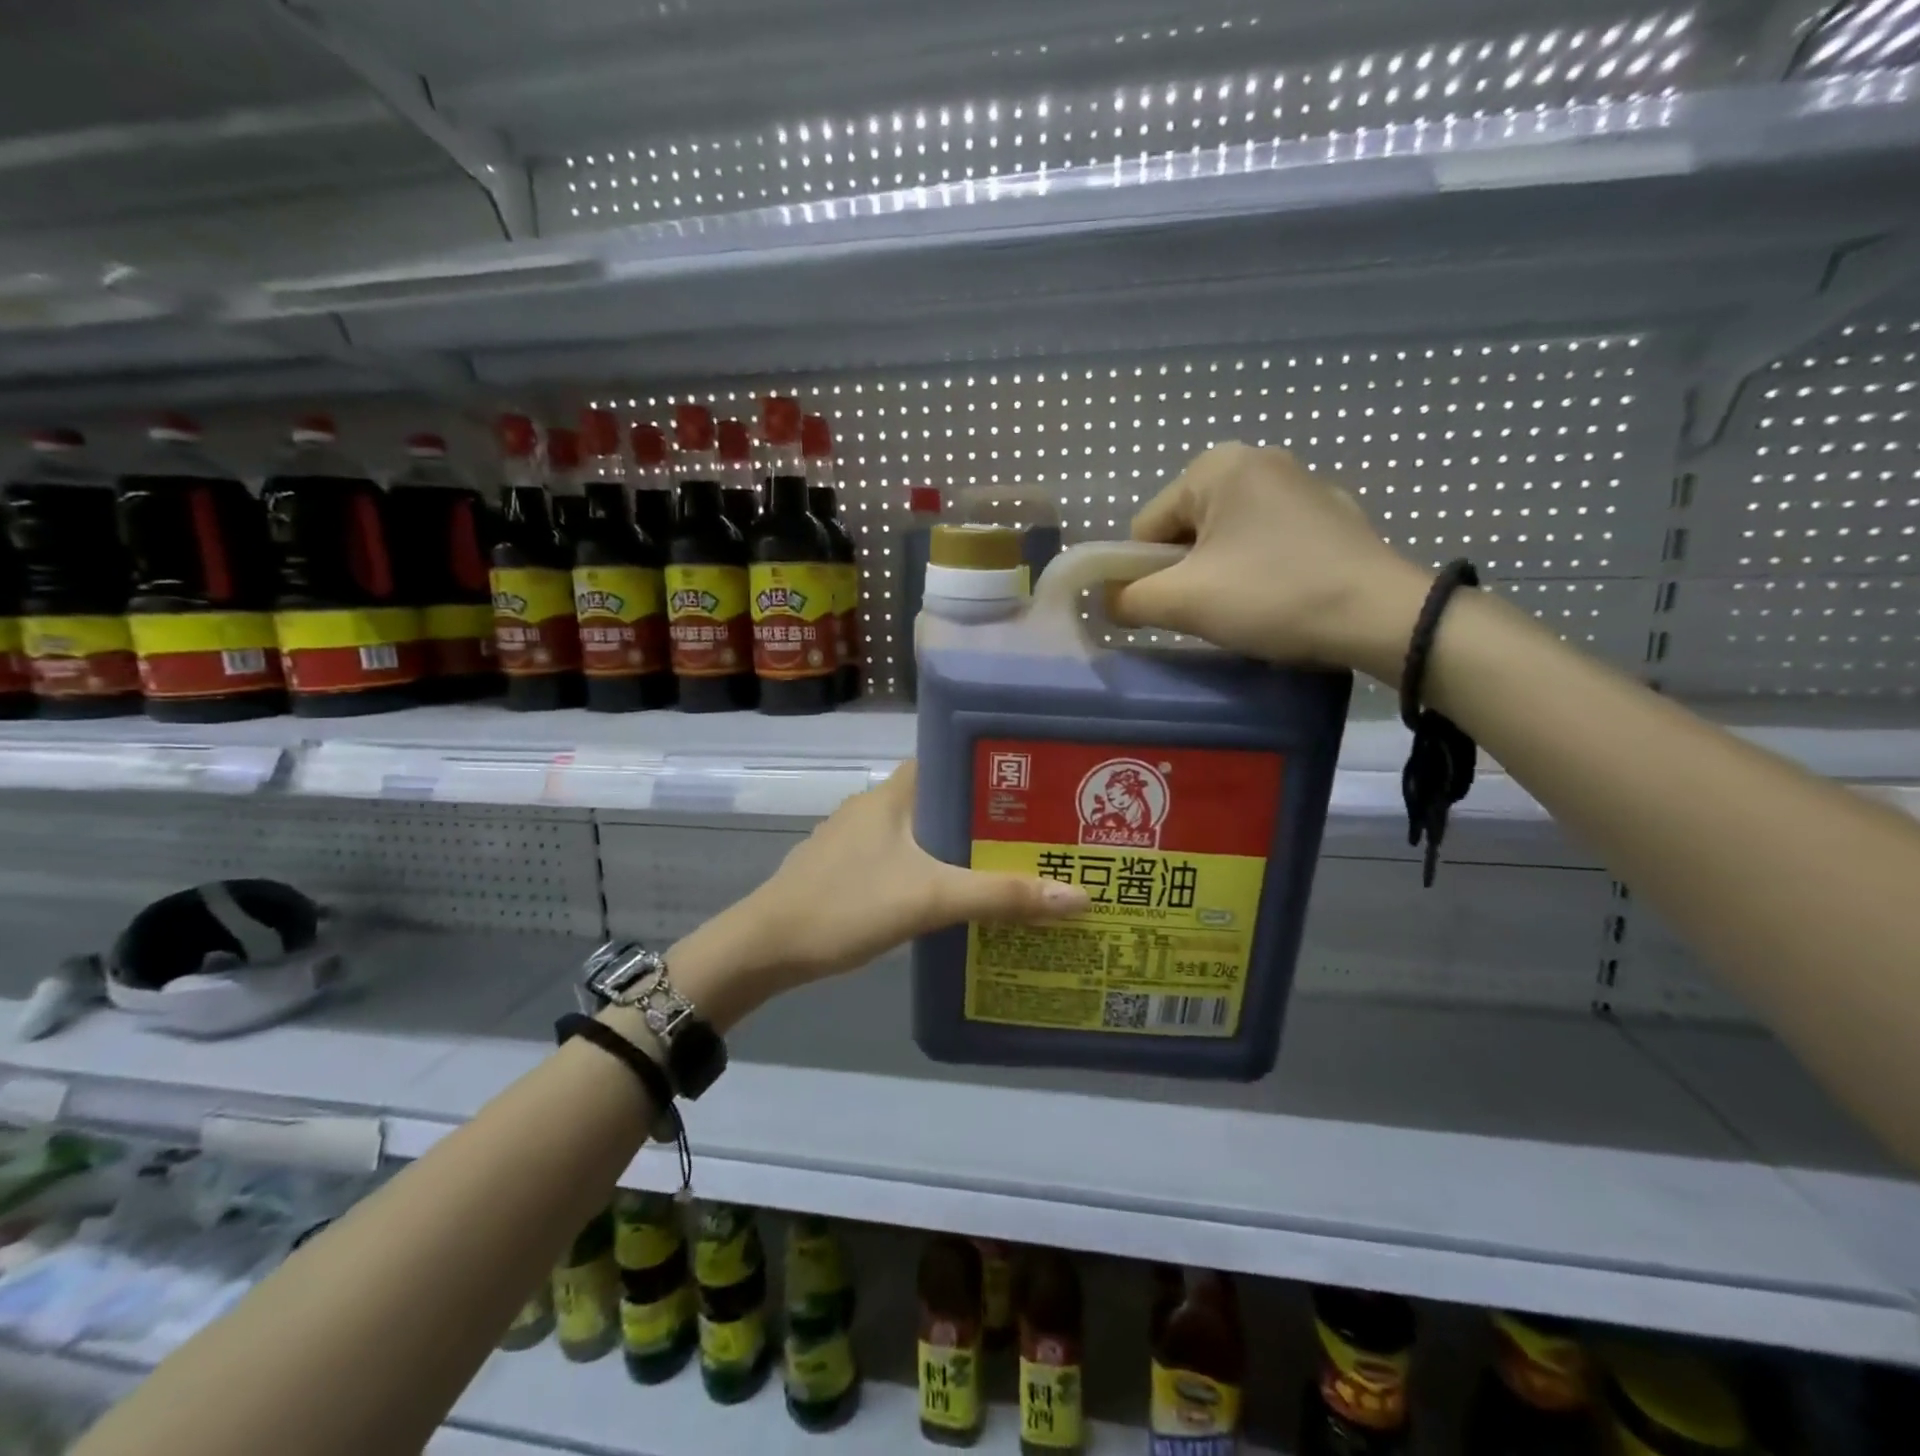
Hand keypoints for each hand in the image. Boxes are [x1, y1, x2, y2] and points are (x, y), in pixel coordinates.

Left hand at [667, 763, 1088, 1026]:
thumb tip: (1079, 895)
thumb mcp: (929, 899)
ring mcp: (855, 840)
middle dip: (983, 813)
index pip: (946, 759)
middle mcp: (873, 807)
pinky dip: (930, 868)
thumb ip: (1000, 896)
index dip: (988, 767)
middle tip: (1035, 832)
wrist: (765, 949)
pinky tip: (953, 895)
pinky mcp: (846, 871)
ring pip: (919, 832)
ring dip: (957, 844)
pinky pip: (900, 858)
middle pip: (939, 798)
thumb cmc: (846, 906)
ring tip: (1007, 863)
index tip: (1033, 783)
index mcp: (892, 794)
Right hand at [1115, 443, 1431, 683]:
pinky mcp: (1331, 513)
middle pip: (1185, 530)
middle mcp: (1258, 460)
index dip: (1146, 574)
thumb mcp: (1183, 602)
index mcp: (1217, 467)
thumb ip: (1127, 599)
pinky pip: (1266, 541)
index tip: (1176, 606)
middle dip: (1186, 573)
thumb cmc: (1272, 596)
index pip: (1146, 527)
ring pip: (1225, 539)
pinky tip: (1281, 597)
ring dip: (1220, 574)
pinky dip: (1259, 569)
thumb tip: (1107, 600)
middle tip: (1212, 610)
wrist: (1381, 616)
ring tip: (1248, 608)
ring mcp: (1300, 483)